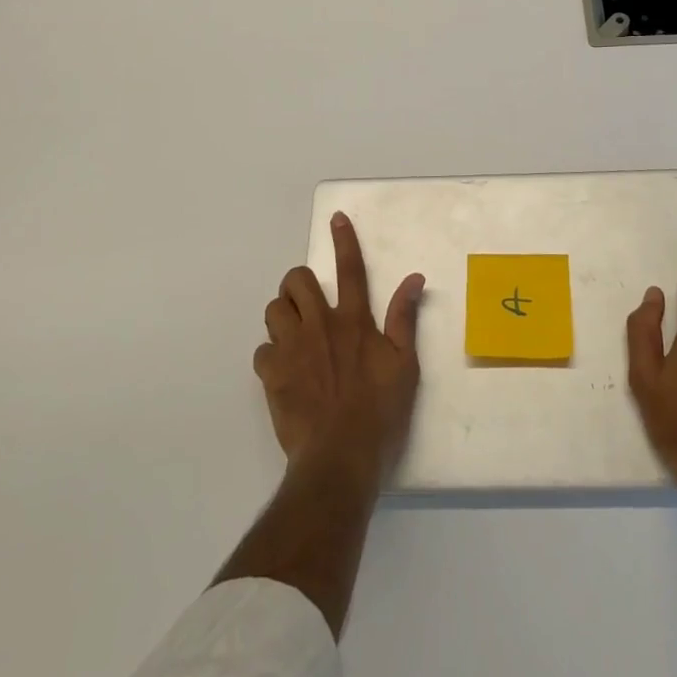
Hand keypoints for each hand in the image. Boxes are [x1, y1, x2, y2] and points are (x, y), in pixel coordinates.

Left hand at [254, 212, 425, 484]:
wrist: (340, 457)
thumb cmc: (380, 411)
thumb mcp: (405, 364)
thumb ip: (403, 318)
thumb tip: (414, 278)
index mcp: (354, 320)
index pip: (350, 269)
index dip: (343, 241)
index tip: (335, 219)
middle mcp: (320, 325)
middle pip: (297, 281)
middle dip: (299, 283)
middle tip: (308, 304)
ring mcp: (292, 348)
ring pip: (274, 309)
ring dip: (283, 316)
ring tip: (295, 335)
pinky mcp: (272, 374)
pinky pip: (262, 350)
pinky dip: (271, 356)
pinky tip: (284, 372)